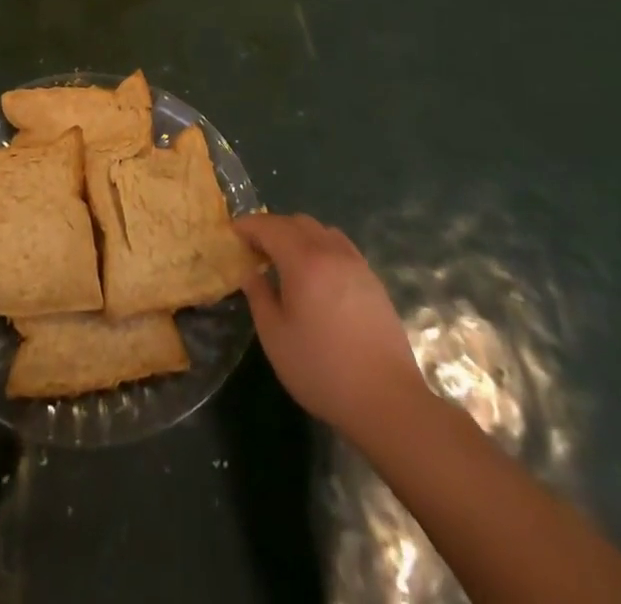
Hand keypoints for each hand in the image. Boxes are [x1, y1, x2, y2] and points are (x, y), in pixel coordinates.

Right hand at [236, 213, 422, 439]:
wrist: (387, 399)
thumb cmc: (322, 369)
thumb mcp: (275, 337)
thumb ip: (259, 296)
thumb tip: (251, 272)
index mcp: (303, 260)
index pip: (270, 227)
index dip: (248, 226)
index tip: (232, 233)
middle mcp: (331, 251)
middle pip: (296, 222)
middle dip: (272, 228)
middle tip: (255, 250)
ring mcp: (356, 263)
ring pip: (321, 231)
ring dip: (298, 235)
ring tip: (285, 260)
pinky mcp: (372, 280)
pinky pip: (339, 246)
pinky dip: (320, 247)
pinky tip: (316, 275)